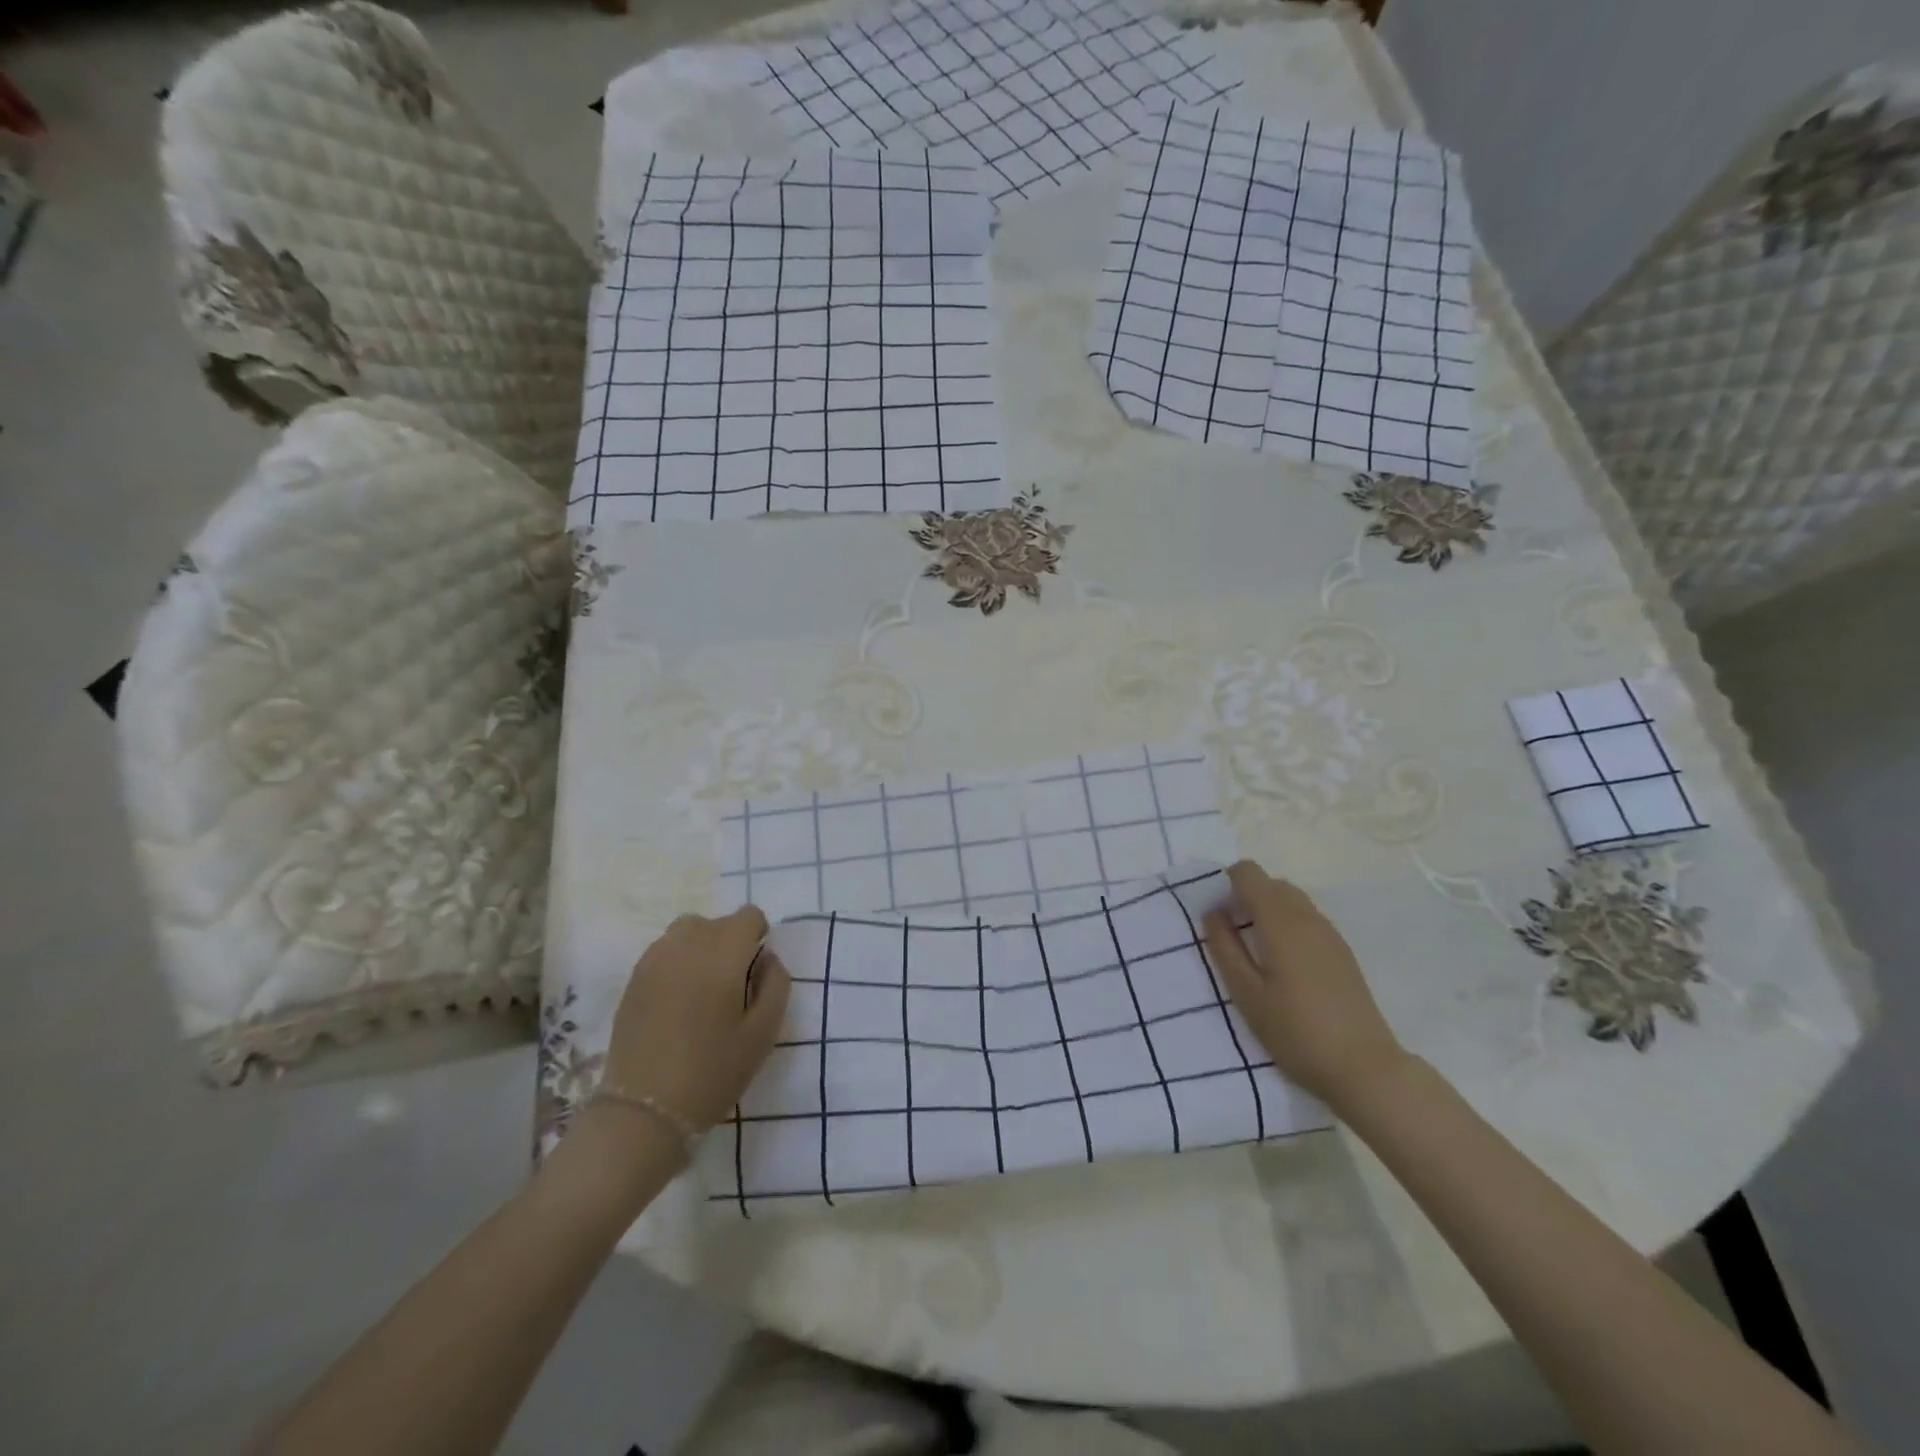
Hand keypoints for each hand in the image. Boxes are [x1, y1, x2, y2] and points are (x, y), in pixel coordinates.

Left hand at [602, 907, 791, 1133]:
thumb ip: (776, 985)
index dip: (758, 936)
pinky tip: (677, 999)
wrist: (644, 1110)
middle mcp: (687, 945)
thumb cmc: (713, 1072)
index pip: (748, 916)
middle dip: (731, 943)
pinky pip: (664, 950)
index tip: (756, 970)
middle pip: (717, 922)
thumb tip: (767, 958)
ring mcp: (655, 959)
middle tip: (732, 986)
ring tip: (703, 988)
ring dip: (702, 947)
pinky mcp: (633, 978)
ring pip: (687, 931)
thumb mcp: (763, 1033)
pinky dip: (677, 961)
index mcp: (723, 955)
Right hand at [1202, 860, 1404, 1108]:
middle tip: (1232, 936)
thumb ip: (1224, 947)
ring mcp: (1330, 933)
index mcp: (1281, 920)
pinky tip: (1284, 965)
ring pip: (1291, 899)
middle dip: (1246, 897)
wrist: (1364, 1068)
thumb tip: (1213, 912)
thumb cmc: (1295, 1031)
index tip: (1218, 916)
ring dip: (1267, 910)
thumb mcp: (1246, 993)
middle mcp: (1307, 916)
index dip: (1227, 884)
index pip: (1249, 873)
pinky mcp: (1342, 951)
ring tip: (1256, 952)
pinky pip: (1307, 918)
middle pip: (1271, 883)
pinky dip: (1287, 924)